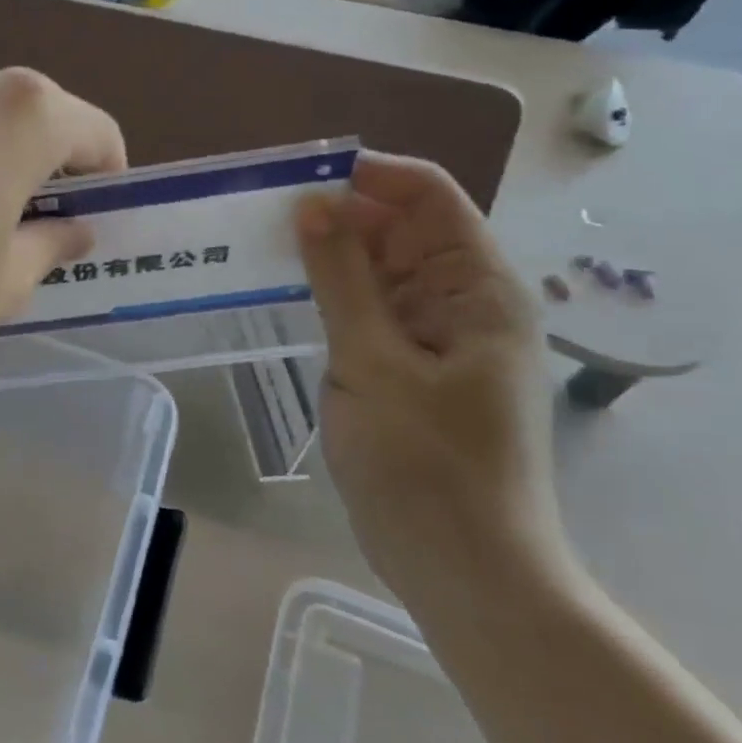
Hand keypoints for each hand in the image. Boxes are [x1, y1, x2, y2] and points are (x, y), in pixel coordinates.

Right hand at [294, 154, 559, 597]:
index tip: (296, 179)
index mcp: (478, 288)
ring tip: (262, 248)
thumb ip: (341, 278)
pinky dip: (332, 295)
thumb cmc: (425, 464)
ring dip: (330, 256)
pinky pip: (371, 308)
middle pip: (401, 228)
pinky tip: (286, 296)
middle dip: (338, 215)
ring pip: (380, 268)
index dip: (367, 175)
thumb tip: (312, 205)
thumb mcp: (373, 363)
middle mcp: (464, 300)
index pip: (428, 195)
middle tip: (262, 217)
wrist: (462, 567)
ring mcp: (437, 334)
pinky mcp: (410, 365)